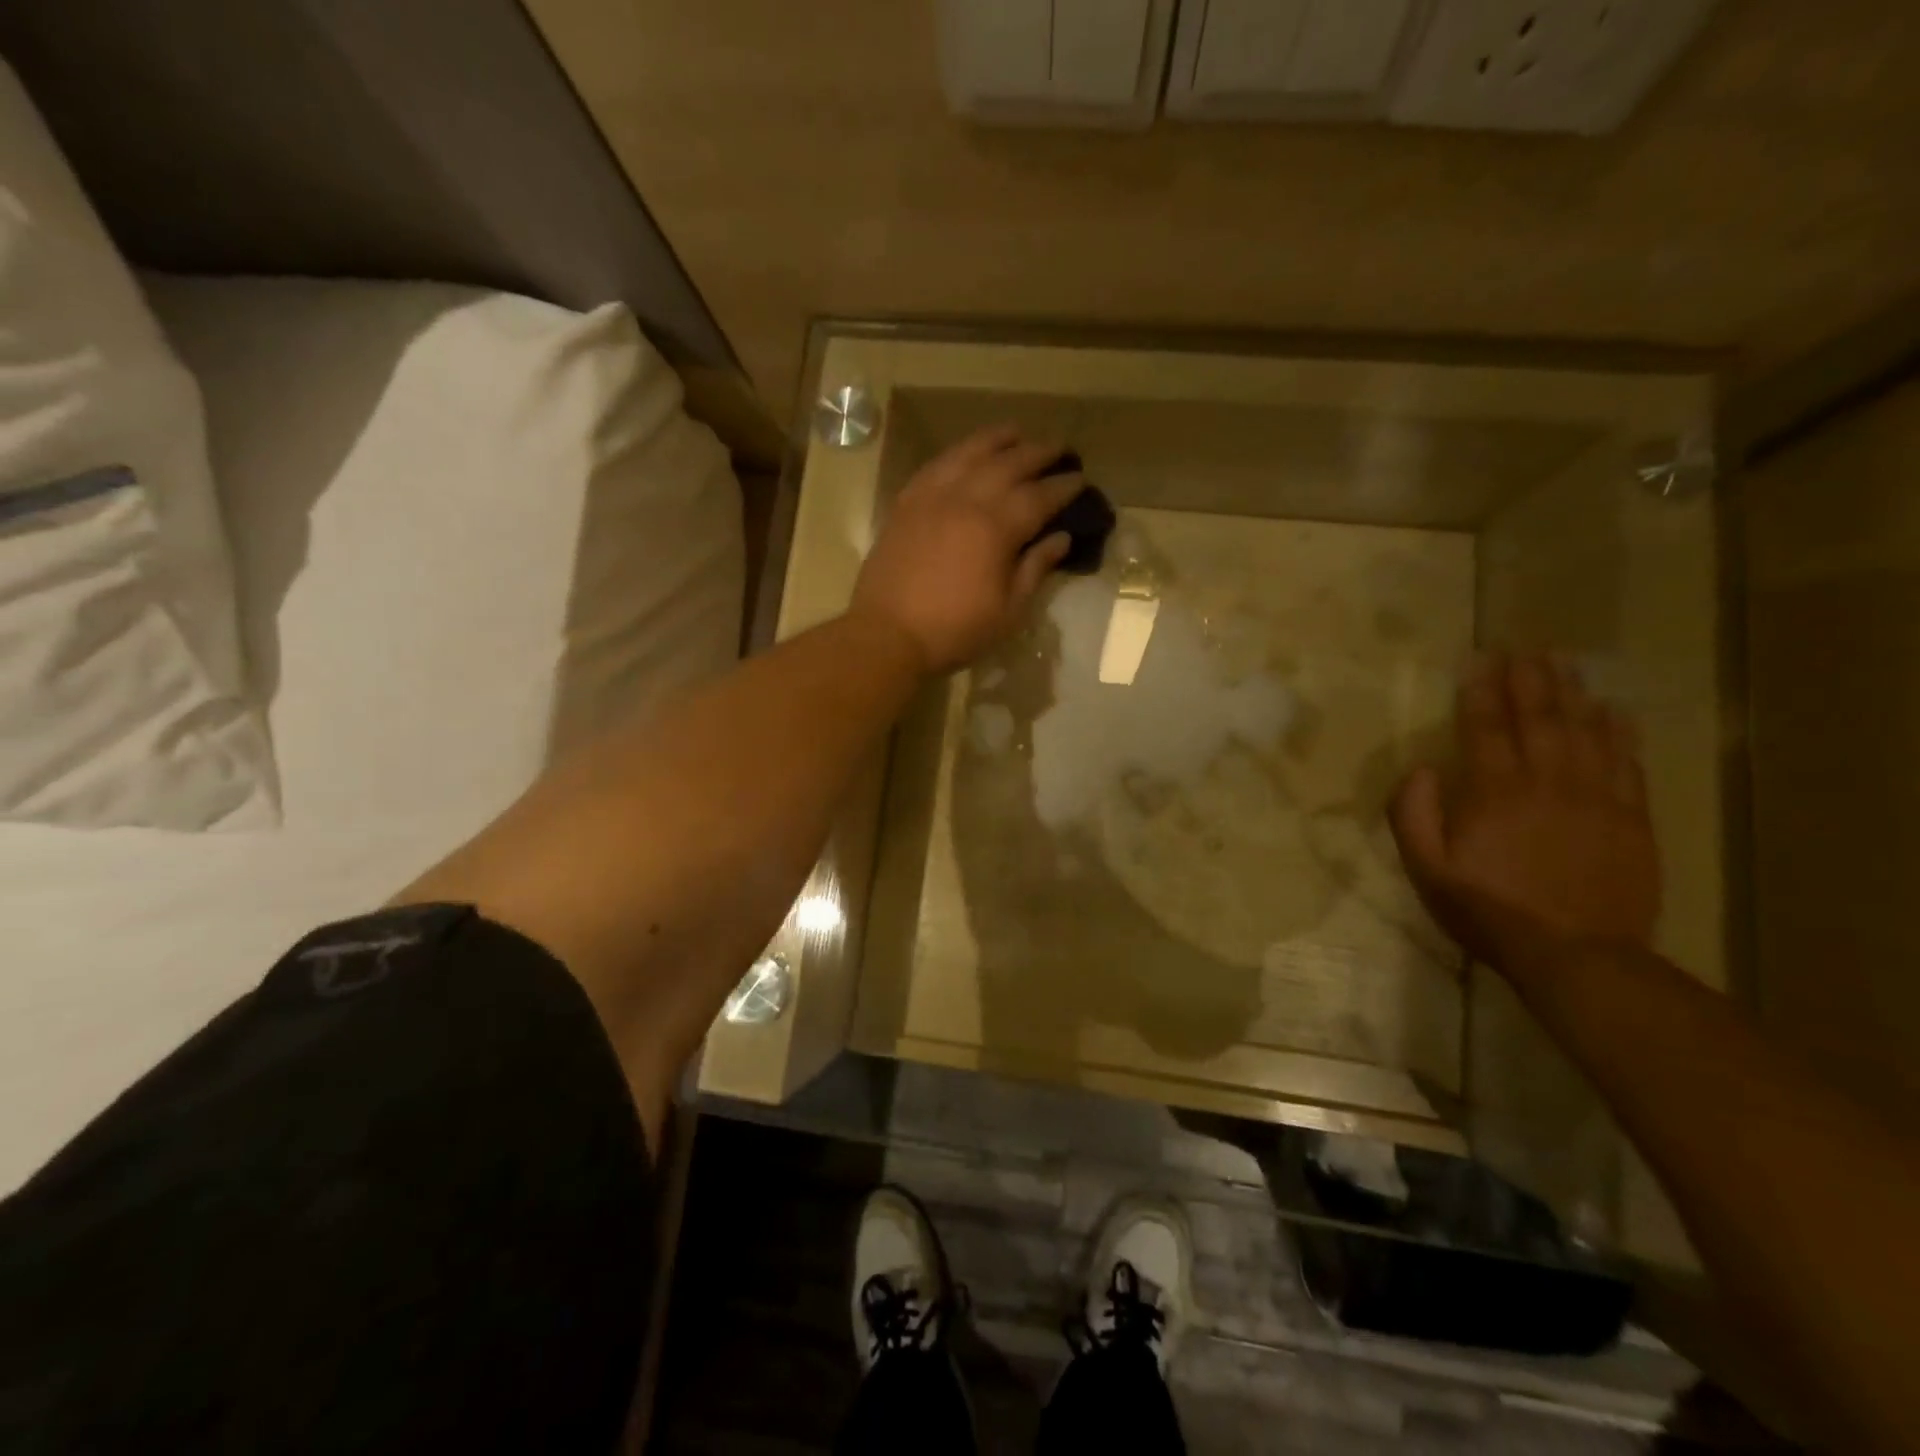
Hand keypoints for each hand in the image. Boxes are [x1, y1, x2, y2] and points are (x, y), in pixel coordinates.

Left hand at [851, 426, 1080, 675]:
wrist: (887, 634)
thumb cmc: (955, 630)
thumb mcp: (1008, 611)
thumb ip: (1035, 568)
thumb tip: (1061, 537)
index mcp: (997, 528)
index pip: (1040, 496)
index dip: (1064, 486)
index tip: (1081, 479)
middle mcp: (967, 499)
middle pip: (1009, 464)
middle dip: (1039, 453)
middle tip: (1060, 450)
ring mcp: (932, 496)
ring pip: (971, 453)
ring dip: (998, 440)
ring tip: (1016, 433)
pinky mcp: (907, 502)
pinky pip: (937, 465)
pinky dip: (958, 453)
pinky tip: (967, 453)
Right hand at [1389, 653, 1660, 970]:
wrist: (1576, 954)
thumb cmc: (1488, 910)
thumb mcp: (1427, 869)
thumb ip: (1414, 815)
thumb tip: (1421, 769)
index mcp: (1493, 792)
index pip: (1485, 727)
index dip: (1481, 691)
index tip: (1479, 660)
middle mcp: (1546, 782)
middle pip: (1539, 718)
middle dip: (1529, 680)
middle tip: (1526, 648)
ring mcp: (1595, 798)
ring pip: (1585, 731)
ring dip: (1573, 694)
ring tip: (1566, 663)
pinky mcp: (1631, 819)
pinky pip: (1626, 764)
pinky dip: (1620, 733)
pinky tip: (1615, 711)